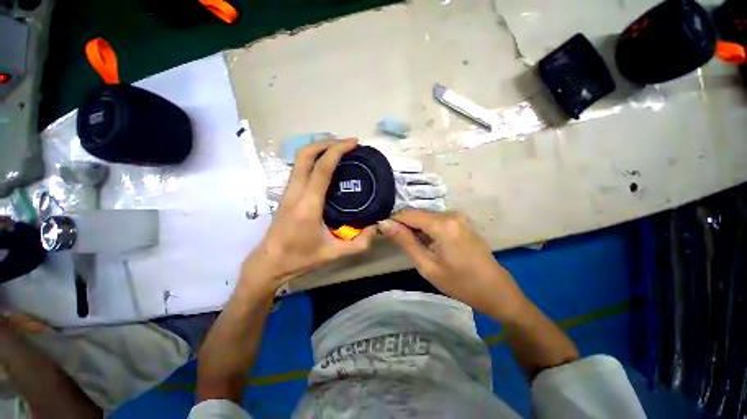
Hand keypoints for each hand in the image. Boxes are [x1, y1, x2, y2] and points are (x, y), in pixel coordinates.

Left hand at [242, 139, 376, 293]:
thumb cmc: (300, 258)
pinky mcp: (286, 193)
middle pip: (305, 155)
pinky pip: (299, 167)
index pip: (321, 168)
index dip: (337, 150)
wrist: (270, 262)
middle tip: (346, 144)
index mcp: (308, 205)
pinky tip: (326, 165)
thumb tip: (376, 227)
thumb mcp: (334, 254)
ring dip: (319, 148)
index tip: (353, 143)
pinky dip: (313, 159)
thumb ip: (360, 243)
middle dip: (326, 142)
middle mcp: (295, 192)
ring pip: (299, 159)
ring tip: (339, 150)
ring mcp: (288, 191)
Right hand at [378, 209, 526, 319]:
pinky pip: (437, 220)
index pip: (408, 214)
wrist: (496, 290)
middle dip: (405, 226)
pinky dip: (428, 229)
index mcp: (442, 224)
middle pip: (418, 214)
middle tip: (400, 245)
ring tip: (416, 248)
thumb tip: (385, 224)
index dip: (393, 221)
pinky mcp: (462, 221)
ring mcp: (459, 216)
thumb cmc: (461, 283)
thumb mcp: (428, 266)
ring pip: (427, 217)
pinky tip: (430, 245)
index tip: (383, 232)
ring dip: (417, 229)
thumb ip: (405, 241)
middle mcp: (451, 213)